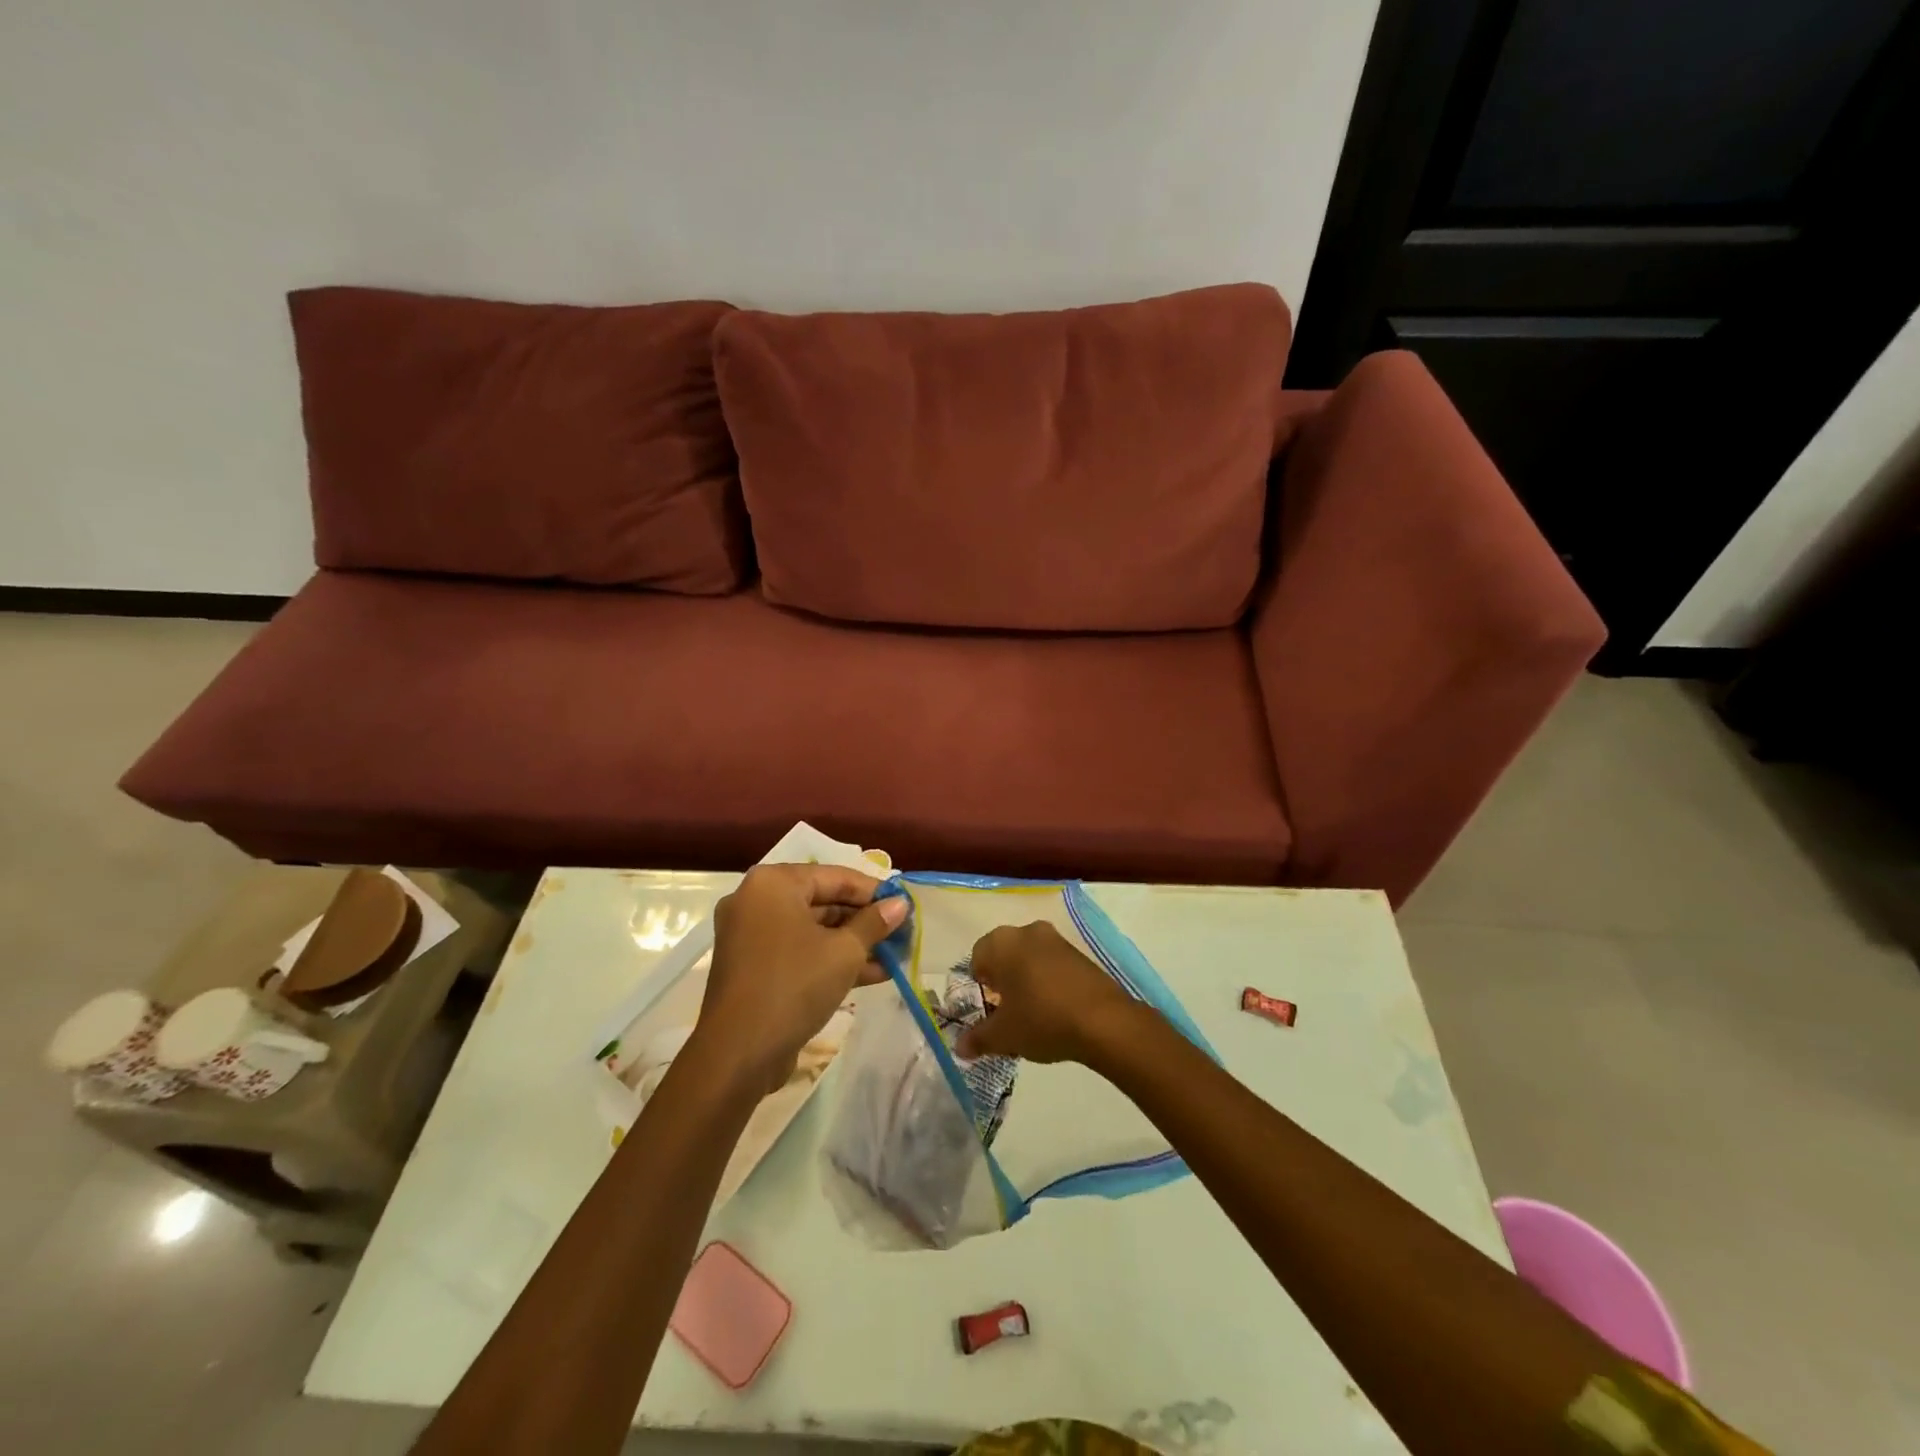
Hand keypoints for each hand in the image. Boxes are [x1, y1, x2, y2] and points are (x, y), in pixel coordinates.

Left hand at [697, 864, 906, 1094]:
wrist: (737, 1054)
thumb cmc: (794, 985)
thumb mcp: (844, 952)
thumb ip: (874, 923)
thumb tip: (901, 904)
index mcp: (774, 883)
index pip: (836, 876)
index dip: (875, 891)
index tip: (905, 905)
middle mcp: (757, 900)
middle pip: (823, 901)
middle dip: (865, 920)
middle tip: (902, 932)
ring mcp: (751, 935)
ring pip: (813, 930)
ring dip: (853, 943)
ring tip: (895, 955)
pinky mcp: (753, 966)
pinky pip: (799, 951)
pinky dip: (830, 959)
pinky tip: (873, 974)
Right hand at [956, 921, 1140, 1063]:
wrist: (1103, 1021)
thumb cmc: (1042, 1019)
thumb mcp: (1003, 1035)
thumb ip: (977, 1039)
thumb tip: (959, 1047)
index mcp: (1002, 942)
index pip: (977, 958)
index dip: (978, 986)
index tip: (987, 1010)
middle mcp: (1027, 931)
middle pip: (1004, 955)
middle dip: (1002, 982)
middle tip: (1006, 1013)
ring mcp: (1056, 939)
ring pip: (1029, 958)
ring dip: (1025, 981)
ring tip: (1031, 1014)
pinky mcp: (1079, 953)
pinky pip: (1052, 963)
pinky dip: (1047, 981)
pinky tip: (1054, 1009)